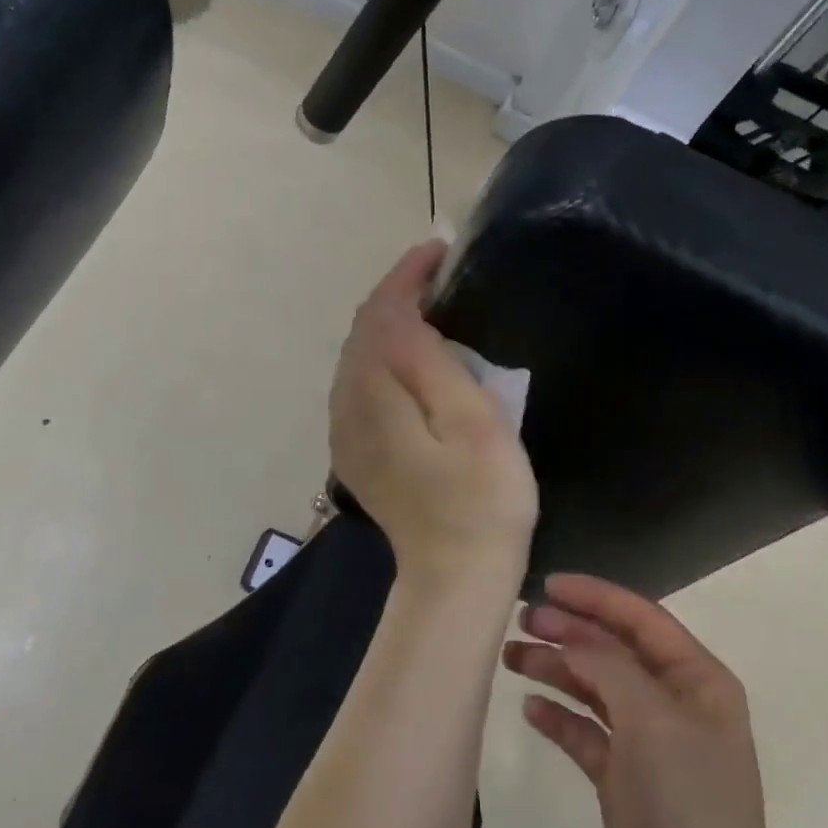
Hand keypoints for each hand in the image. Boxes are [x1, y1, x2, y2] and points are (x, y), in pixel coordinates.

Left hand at [329, 242, 537, 595]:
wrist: (455, 577)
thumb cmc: (482, 499)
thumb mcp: (471, 421)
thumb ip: (429, 361)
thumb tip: (404, 312)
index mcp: (374, 393)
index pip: (380, 313)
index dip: (407, 276)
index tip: (441, 251)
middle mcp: (347, 405)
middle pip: (363, 330)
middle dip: (396, 294)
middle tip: (440, 274)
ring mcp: (346, 431)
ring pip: (358, 355)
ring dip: (389, 322)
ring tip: (430, 304)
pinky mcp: (356, 450)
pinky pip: (361, 383)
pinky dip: (383, 355)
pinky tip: (411, 356)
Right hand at [503, 575, 788, 827]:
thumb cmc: (688, 805)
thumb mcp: (652, 719)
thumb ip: (608, 666)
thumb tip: (570, 638)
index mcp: (697, 681)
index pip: (641, 619)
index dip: (595, 597)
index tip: (548, 585)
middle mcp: (674, 705)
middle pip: (613, 651)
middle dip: (569, 632)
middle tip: (520, 621)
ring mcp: (648, 745)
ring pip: (594, 689)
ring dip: (556, 669)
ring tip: (512, 657)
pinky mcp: (623, 782)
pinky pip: (585, 733)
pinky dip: (559, 717)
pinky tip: (531, 709)